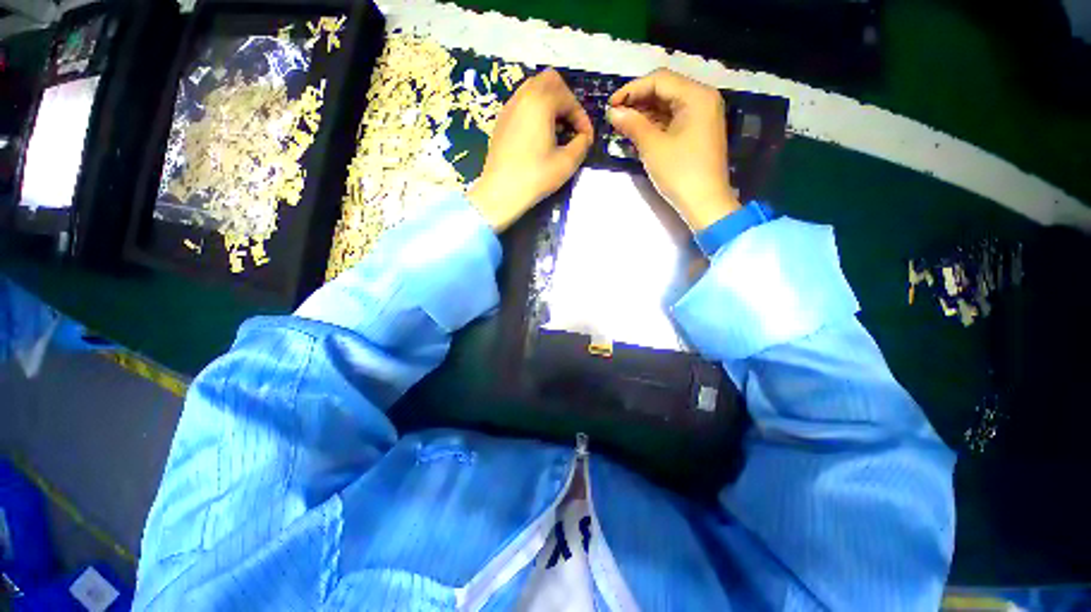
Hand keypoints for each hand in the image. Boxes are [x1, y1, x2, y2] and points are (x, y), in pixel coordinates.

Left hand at [468, 69, 593, 231]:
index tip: (586, 138)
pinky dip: (536, 111)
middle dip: (566, 101)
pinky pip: (523, 103)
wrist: (500, 192)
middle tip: (571, 126)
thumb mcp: (566, 163)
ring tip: (557, 131)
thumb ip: (582, 144)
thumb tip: (584, 137)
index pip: (568, 98)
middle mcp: (523, 97)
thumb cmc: (535, 177)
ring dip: (550, 104)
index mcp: (540, 102)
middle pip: (550, 81)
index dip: (581, 117)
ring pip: (534, 89)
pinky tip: (539, 136)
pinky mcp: (501, 120)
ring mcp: (509, 107)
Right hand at [606, 68, 740, 230]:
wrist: (704, 203)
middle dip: (638, 101)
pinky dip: (655, 124)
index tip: (610, 105)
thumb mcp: (653, 147)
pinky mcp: (698, 132)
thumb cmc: (680, 173)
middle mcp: (702, 99)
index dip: (632, 89)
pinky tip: (638, 133)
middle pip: (665, 90)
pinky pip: (673, 120)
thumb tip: (612, 111)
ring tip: (622, 125)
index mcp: (696, 96)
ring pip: (668, 106)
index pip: (659, 80)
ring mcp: (702, 116)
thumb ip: (632, 124)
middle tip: (615, 116)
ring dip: (644, 113)